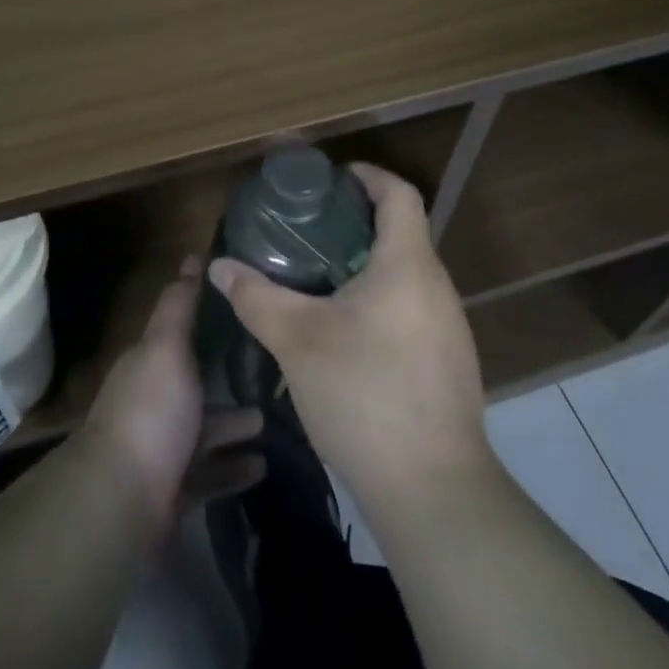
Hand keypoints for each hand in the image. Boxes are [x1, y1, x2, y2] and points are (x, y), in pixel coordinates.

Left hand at [80, 257, 263, 535]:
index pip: (182, 331)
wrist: (122, 502)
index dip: (211, 317)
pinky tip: (264, 465)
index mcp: (150, 362)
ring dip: (237, 423)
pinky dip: (234, 468)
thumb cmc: (150, 411)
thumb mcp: (166, 345)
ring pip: (206, 429)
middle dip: (230, 375)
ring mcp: (163, 448)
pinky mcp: (175, 491)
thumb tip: (192, 257)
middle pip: (197, 381)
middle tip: (276, 368)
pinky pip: (211, 474)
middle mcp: (154, 401)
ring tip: (275, 418)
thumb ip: (179, 305)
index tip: (249, 308)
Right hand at [207, 164, 492, 509]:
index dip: (367, 175)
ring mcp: (449, 327)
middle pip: (401, 231)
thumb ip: (256, 297)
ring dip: (366, 264)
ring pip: (406, 273)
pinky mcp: (449, 362)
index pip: (398, 194)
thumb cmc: (365, 396)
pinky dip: (380, 300)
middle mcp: (436, 286)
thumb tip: (219, 267)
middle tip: (308, 230)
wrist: (434, 493)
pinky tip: (345, 331)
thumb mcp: (297, 341)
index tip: (330, 180)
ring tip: (319, 277)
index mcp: (407, 265)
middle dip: (355, 222)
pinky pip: (412, 308)